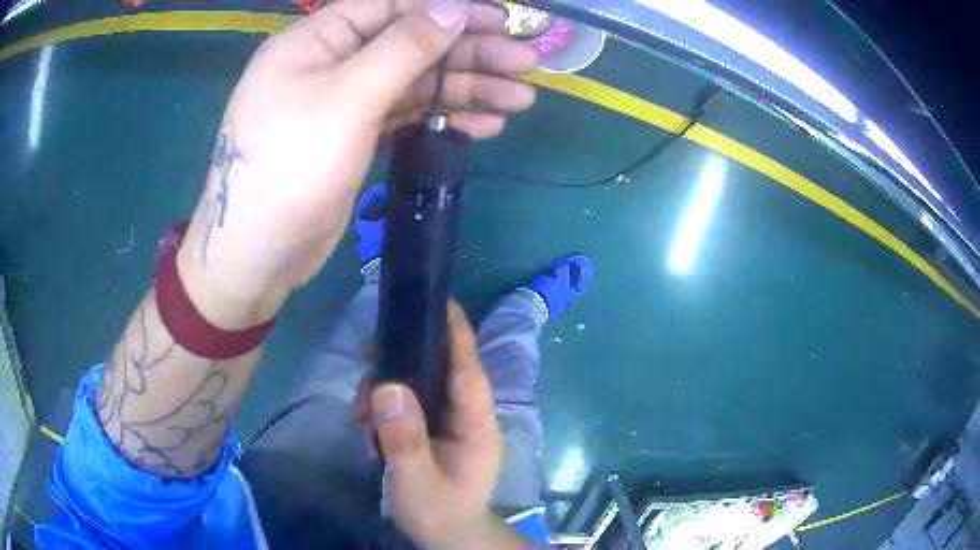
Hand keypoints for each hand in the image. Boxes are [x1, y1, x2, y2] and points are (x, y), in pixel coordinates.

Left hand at [176, 0, 536, 327]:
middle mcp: (331, 62)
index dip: (449, 10)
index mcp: (317, 40)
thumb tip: (453, 9)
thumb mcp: (347, 99)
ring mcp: (344, 100)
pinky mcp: (356, 135)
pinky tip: (486, 124)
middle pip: (410, 44)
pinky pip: (407, 114)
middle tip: (527, 62)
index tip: (500, 19)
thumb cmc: (290, 168)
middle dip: (470, 52)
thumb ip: (403, 48)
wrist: (258, 253)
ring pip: (414, 81)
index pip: (392, 7)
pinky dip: (444, 116)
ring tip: (520, 99)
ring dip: (467, 88)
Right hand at [370, 302, 531, 548]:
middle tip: (366, 364)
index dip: (456, 333)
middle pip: (439, 370)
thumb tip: (386, 386)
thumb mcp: (418, 481)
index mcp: (476, 424)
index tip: (436, 301)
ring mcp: (450, 422)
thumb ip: (404, 439)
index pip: (469, 369)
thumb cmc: (441, 513)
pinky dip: (385, 406)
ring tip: (358, 409)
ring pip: (419, 385)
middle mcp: (467, 416)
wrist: (448, 537)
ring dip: (386, 387)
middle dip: (402, 361)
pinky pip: (409, 404)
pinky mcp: (433, 430)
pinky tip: (363, 420)